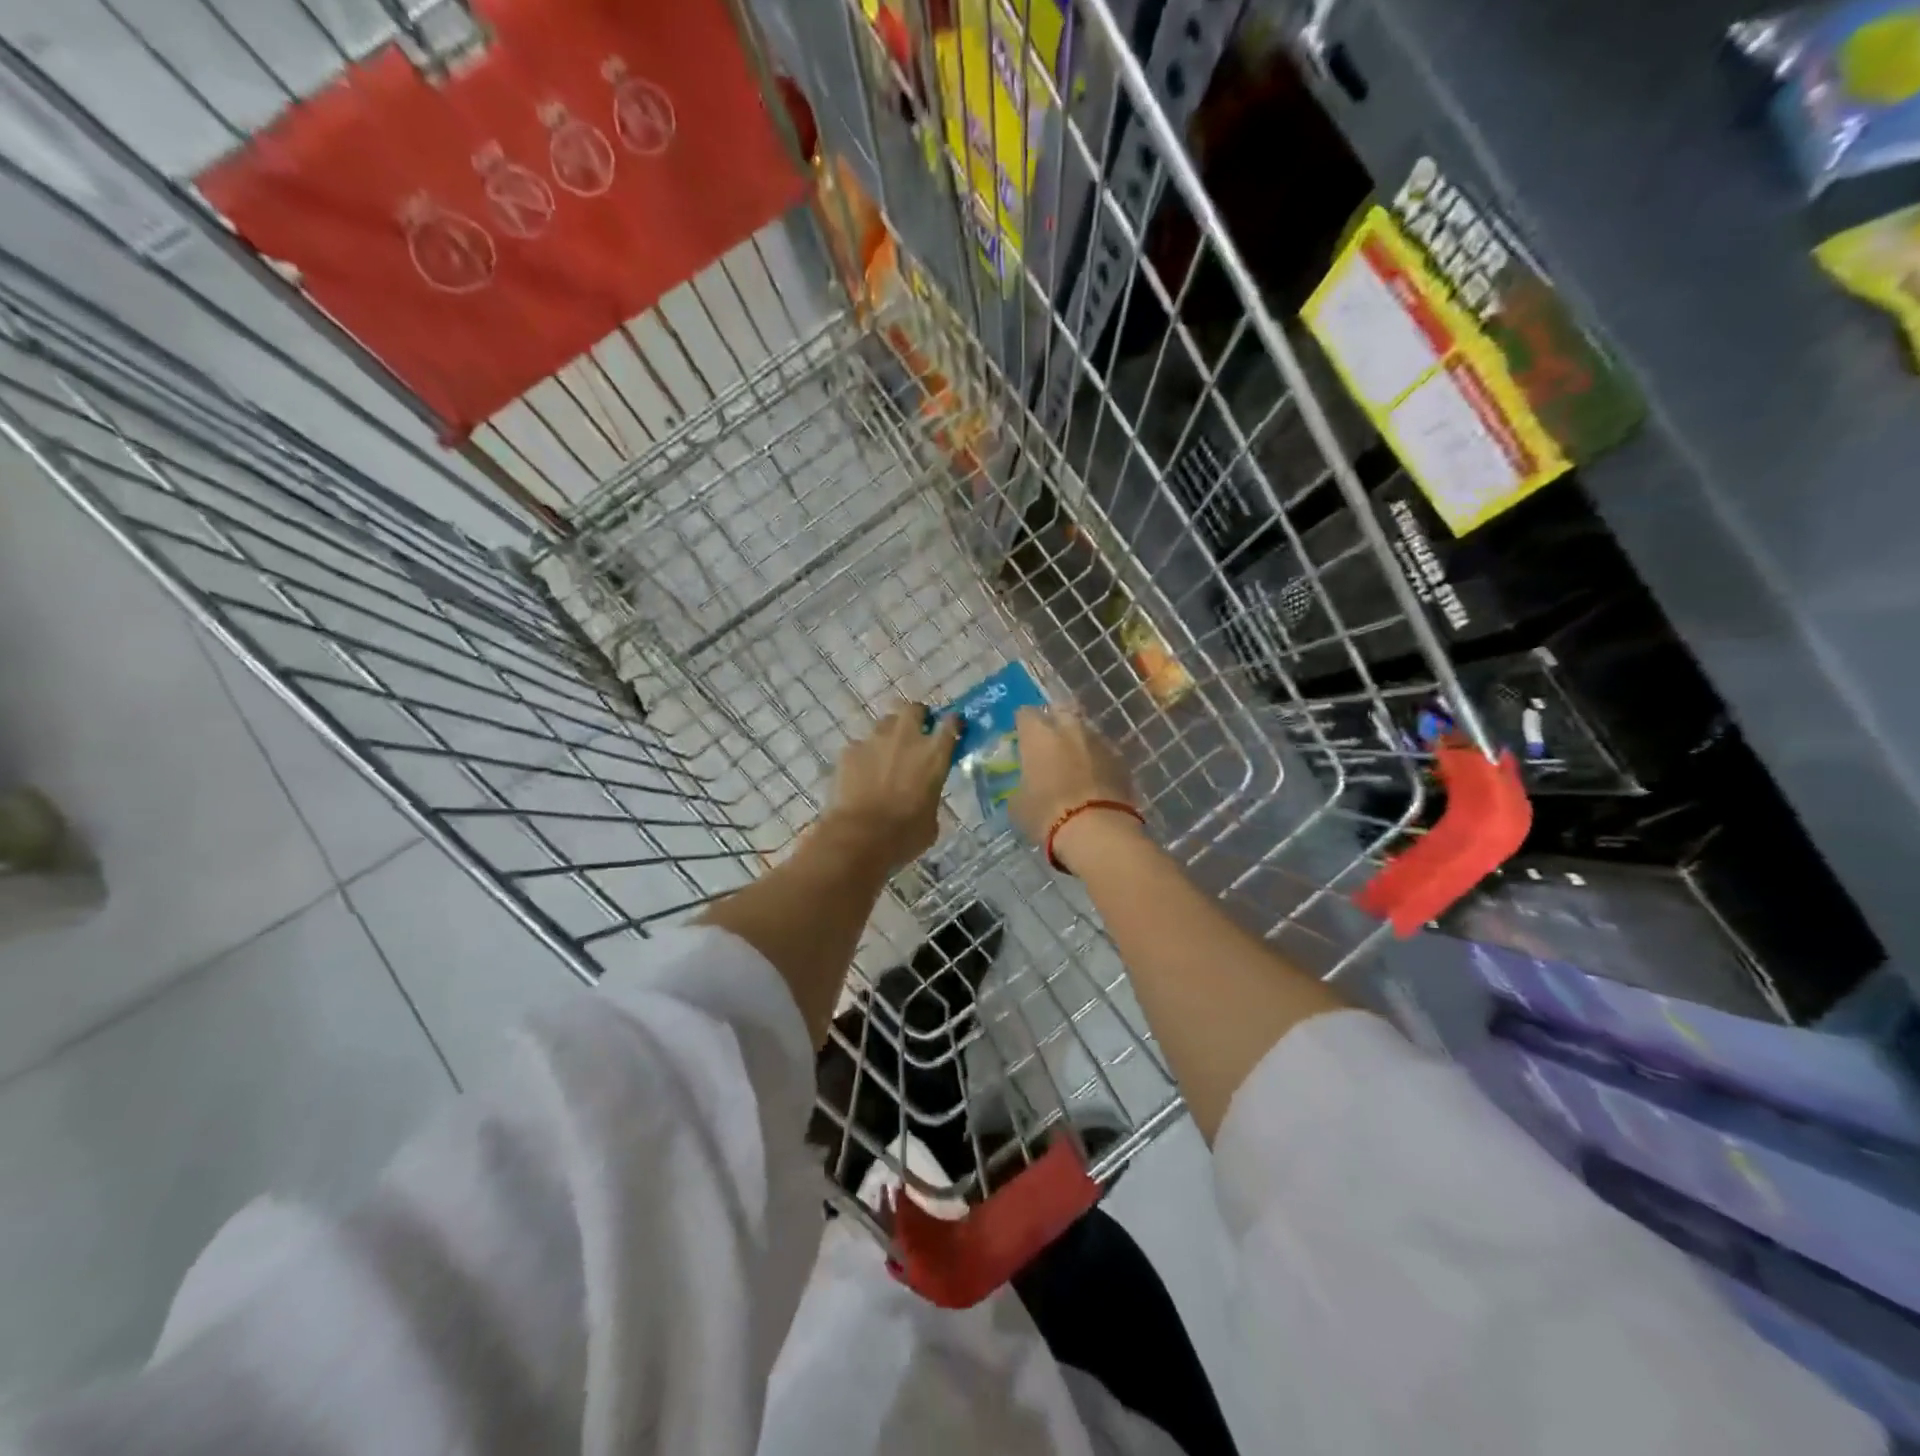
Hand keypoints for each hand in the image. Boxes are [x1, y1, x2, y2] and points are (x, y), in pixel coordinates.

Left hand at [821, 703, 958, 871]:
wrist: (860, 836)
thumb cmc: (904, 834)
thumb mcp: (931, 819)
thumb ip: (930, 796)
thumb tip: (923, 796)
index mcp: (934, 754)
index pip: (951, 724)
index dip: (952, 723)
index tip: (952, 727)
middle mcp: (906, 738)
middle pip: (914, 709)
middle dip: (917, 716)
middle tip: (916, 732)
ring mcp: (875, 740)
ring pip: (885, 723)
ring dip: (890, 734)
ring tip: (886, 754)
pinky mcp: (850, 750)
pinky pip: (860, 745)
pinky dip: (864, 756)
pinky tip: (861, 774)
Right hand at [1007, 707, 1139, 868]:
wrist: (1097, 831)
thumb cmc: (1047, 814)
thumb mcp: (1018, 804)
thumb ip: (1021, 784)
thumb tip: (1026, 783)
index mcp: (1039, 734)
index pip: (1025, 714)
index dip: (1023, 725)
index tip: (1021, 739)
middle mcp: (1069, 728)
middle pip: (1060, 712)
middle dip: (1054, 724)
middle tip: (1048, 746)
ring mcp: (1099, 741)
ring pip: (1085, 732)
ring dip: (1078, 742)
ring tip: (1073, 764)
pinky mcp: (1121, 760)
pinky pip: (1103, 752)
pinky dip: (1097, 761)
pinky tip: (1094, 779)